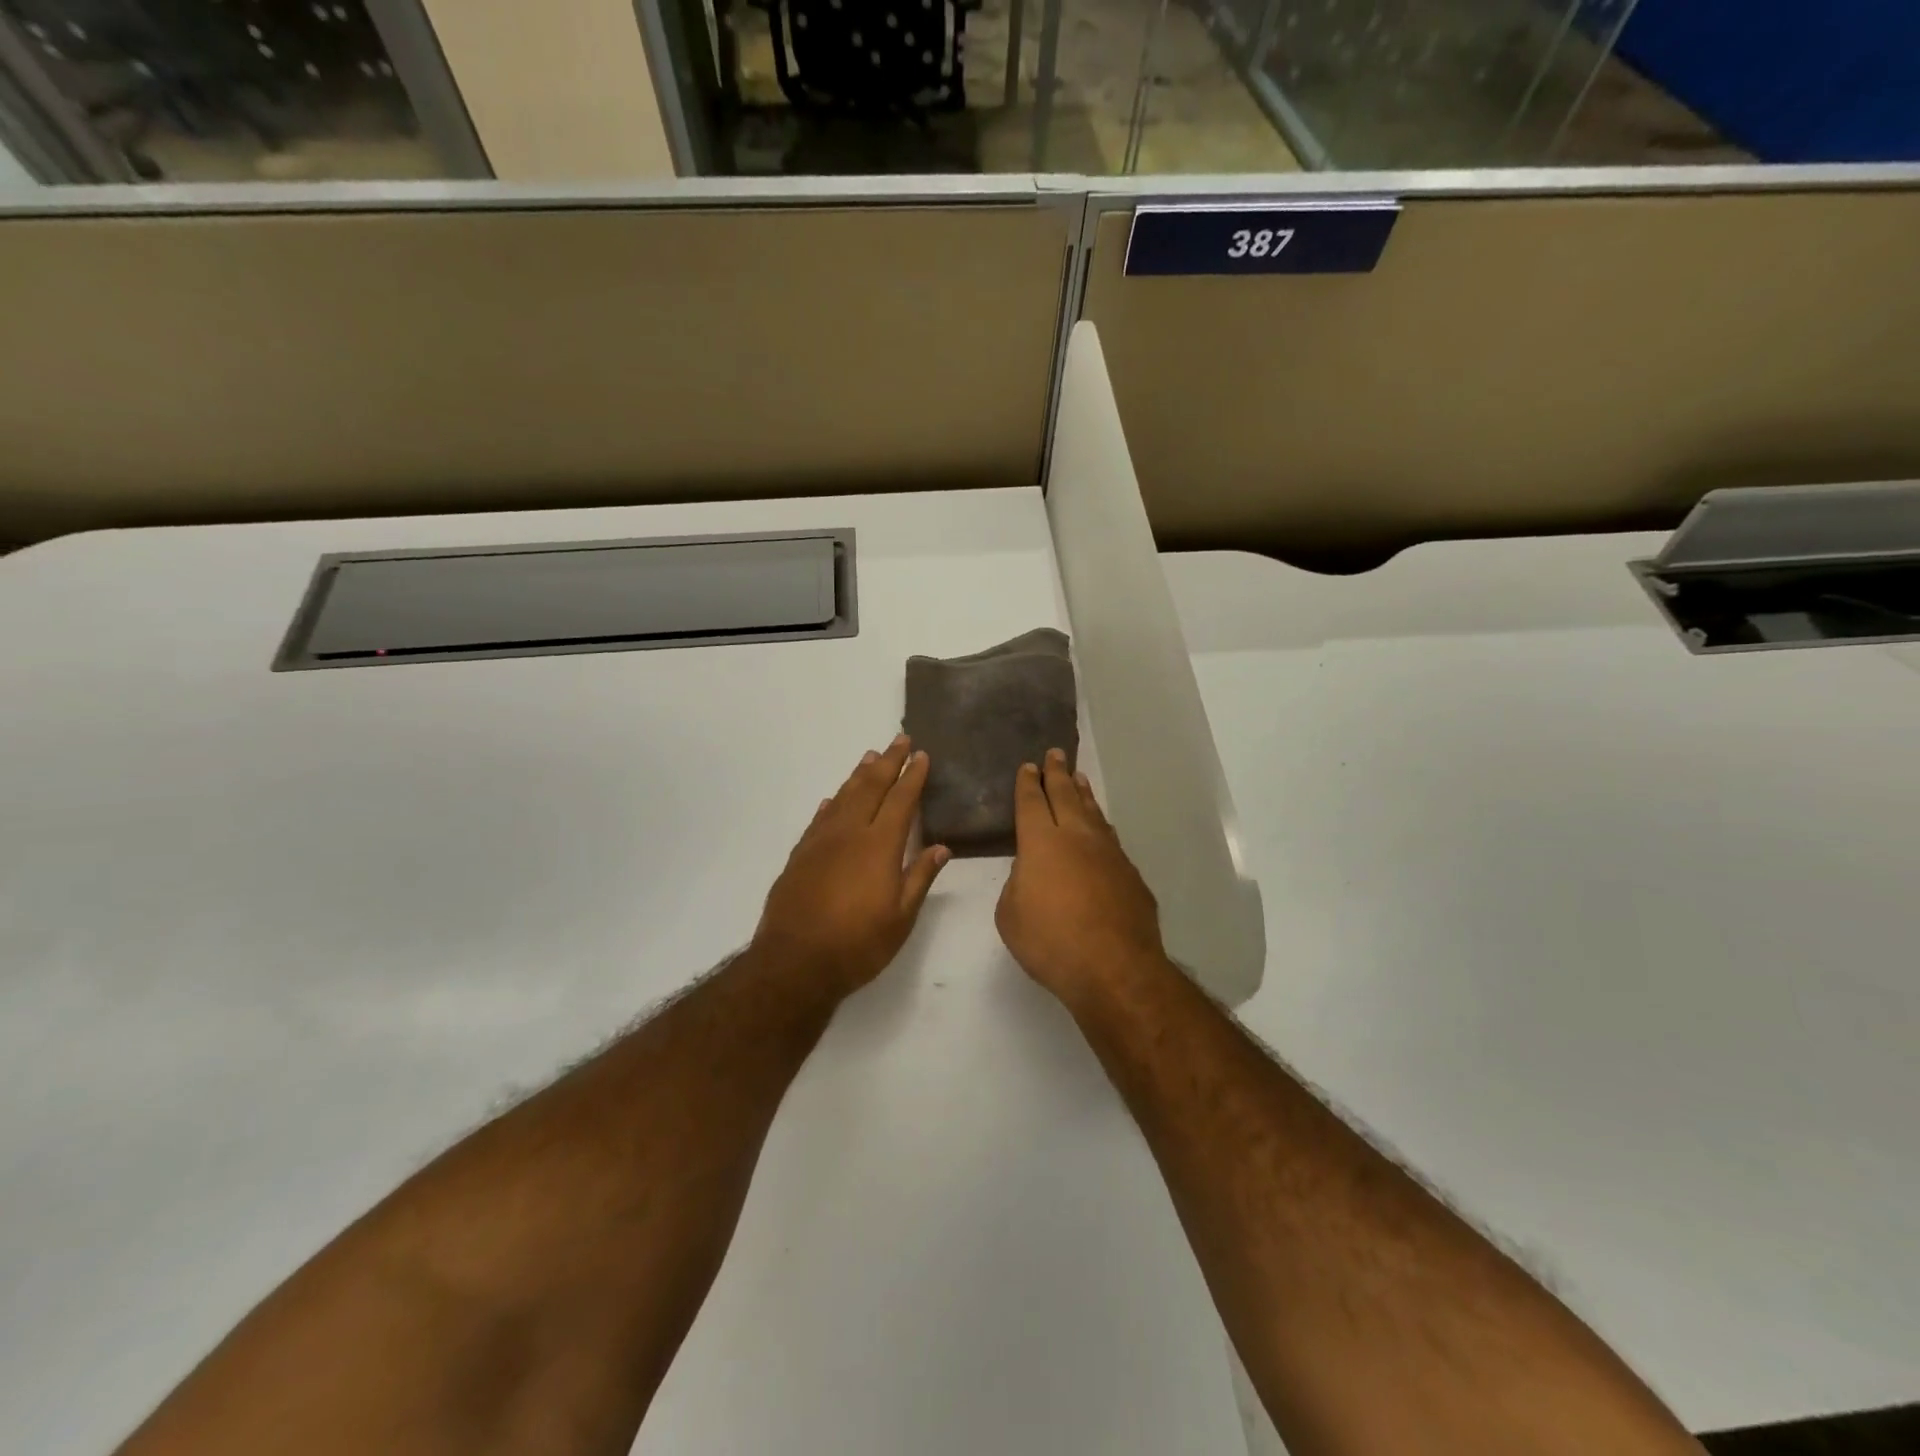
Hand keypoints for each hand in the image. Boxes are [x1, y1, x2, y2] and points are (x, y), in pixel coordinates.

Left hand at [753, 735, 949, 997]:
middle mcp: (850, 833)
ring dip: (859, 774)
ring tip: (870, 757)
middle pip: (871, 787)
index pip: (901, 800)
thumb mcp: (901, 917)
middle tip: (899, 740)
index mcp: (880, 845)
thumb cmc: (858, 944)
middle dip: (888, 762)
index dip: (912, 776)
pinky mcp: (800, 854)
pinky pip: (819, 818)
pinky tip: (834, 797)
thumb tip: (942, 848)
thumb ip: (920, 877)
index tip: (921, 755)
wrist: (795, 962)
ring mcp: (821, 841)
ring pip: (843, 796)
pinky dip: (831, 802)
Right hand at [995, 748, 1166, 1006]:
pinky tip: (1101, 828)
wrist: (1115, 968)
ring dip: (1083, 794)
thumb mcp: (1011, 915)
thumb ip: (1017, 884)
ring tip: (1079, 779)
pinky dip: (1101, 826)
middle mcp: (1077, 837)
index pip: (1031, 802)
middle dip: (1057, 773)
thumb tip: (1032, 873)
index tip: (1028, 767)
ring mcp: (1109, 853)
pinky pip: (1111, 839)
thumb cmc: (1051, 942)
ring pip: (1093, 813)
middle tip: (1055, 754)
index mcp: (1040, 843)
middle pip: (1065, 795)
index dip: (1028, 783)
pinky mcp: (1130, 874)